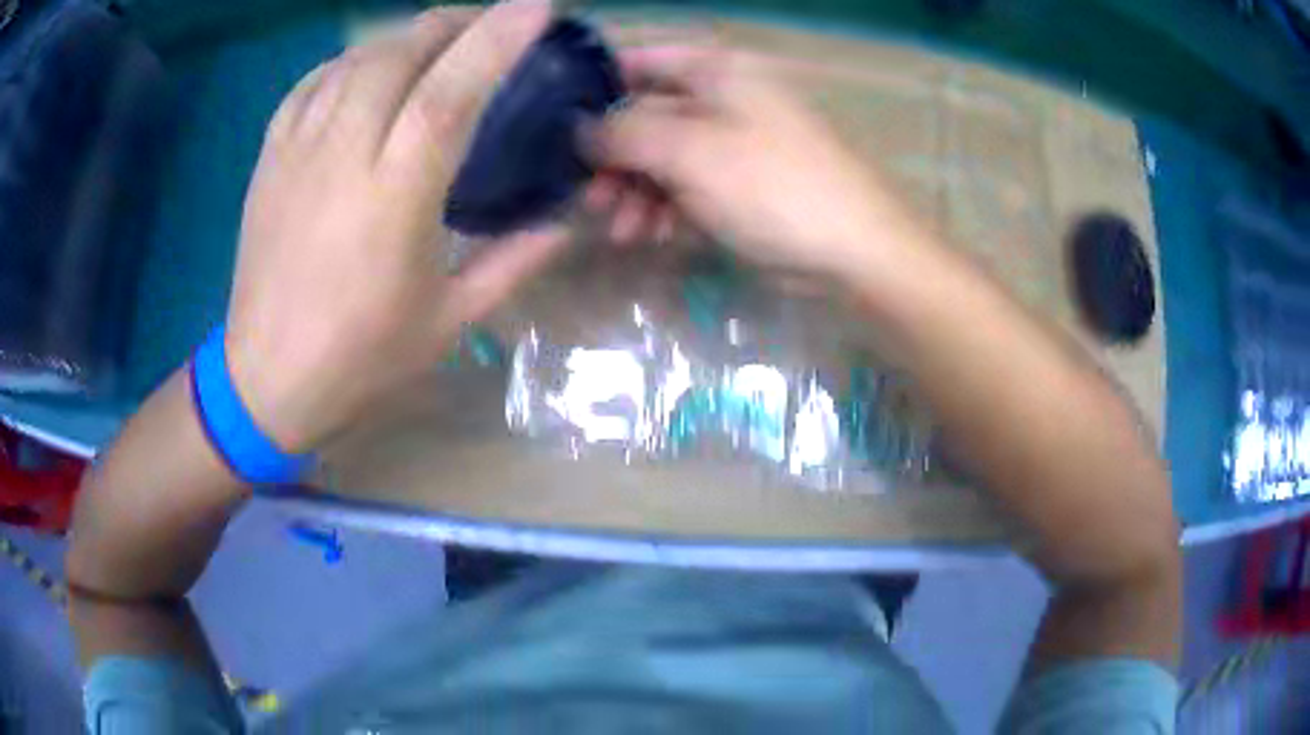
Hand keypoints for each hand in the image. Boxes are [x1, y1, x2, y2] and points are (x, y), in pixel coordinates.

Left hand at [224, 0, 564, 453]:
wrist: (265, 379)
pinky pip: (311, 84)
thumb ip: (513, 263)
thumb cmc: (360, 359)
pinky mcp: (269, 159)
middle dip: (451, 23)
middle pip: (399, 55)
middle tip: (487, 21)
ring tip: (435, 40)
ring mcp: (297, 152)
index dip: (496, 39)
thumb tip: (565, 223)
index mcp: (394, 198)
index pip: (450, 92)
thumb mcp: (449, 322)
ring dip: (403, 37)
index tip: (537, 6)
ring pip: (354, 60)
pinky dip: (349, 61)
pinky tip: (368, 67)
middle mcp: (342, 157)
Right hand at [586, 43, 918, 280]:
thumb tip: (578, 127)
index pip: (638, 62)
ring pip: (662, 158)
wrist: (851, 248)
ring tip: (623, 232)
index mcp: (714, 71)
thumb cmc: (772, 185)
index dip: (595, 90)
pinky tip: (654, 237)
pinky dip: (666, 210)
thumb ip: (625, 132)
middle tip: (590, 200)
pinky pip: (687, 187)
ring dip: (636, 194)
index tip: (560, 131)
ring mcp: (731, 143)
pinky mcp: (739, 184)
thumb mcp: (689, 150)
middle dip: (614, 161)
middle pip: (645, 117)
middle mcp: (720, 98)